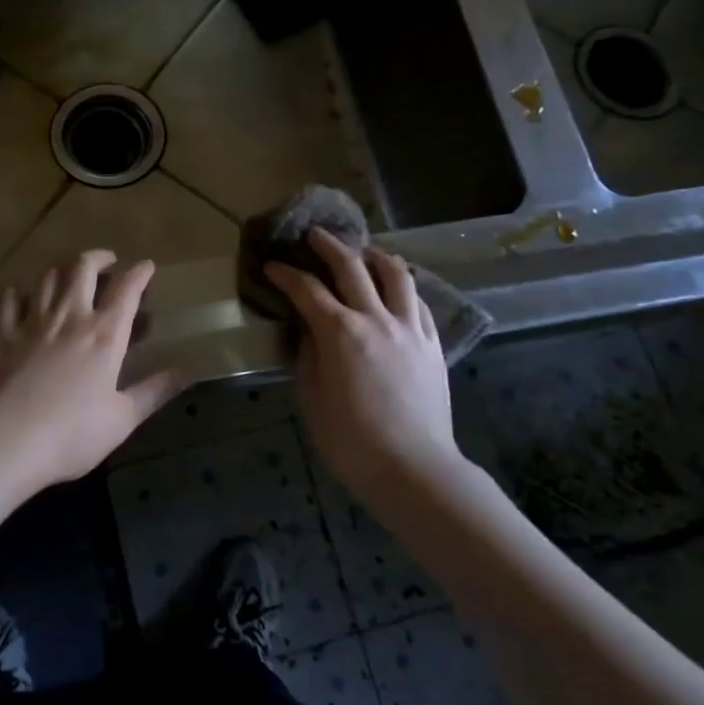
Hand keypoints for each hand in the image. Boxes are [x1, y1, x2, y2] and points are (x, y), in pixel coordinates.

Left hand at [0, 250, 182, 493]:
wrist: (5, 441)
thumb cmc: (71, 434)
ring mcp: (32, 322)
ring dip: (62, 266)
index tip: (146, 266)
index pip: (127, 289)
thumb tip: (185, 372)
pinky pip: (9, 298)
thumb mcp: (122, 419)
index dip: (140, 272)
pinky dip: (18, 290)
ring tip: (70, 271)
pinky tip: (21, 294)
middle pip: (83, 267)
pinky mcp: (1, 334)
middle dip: (99, 257)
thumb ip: (153, 391)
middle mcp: (70, 316)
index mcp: (104, 334)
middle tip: (107, 261)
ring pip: (48, 276)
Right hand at [265, 228, 455, 495]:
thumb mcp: (311, 397)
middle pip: (351, 266)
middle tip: (314, 235)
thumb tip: (309, 328)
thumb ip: (308, 354)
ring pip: (396, 274)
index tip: (271, 265)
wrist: (413, 469)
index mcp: (340, 332)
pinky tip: (396, 290)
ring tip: (364, 252)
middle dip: (328, 246)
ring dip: (375, 256)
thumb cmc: (351, 440)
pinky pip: (419, 302)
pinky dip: (403, 288)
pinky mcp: (432, 343)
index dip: (285, 274)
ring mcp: (409, 328)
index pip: (306, 289)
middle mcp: (376, 318)